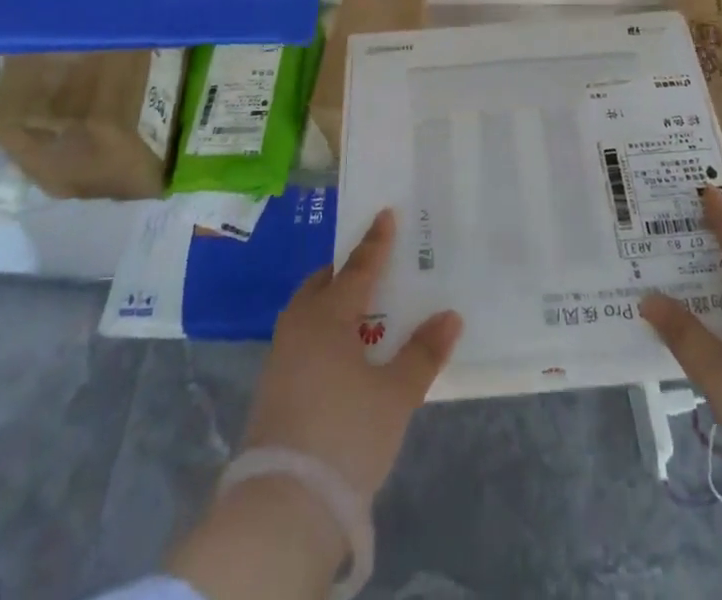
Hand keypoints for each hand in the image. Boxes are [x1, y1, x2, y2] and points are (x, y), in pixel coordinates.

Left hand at [244, 208, 463, 505]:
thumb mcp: (395, 395)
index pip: (358, 267)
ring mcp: (280, 357)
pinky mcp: (271, 388)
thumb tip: (450, 316)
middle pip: (323, 284)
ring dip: (331, 302)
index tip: (385, 214)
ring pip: (308, 311)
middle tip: (371, 266)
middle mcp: (299, 325)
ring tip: (358, 308)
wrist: (282, 506)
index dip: (376, 242)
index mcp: (329, 315)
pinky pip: (301, 338)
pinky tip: (339, 351)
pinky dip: (322, 330)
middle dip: (345, 271)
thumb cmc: (346, 434)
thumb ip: (423, 353)